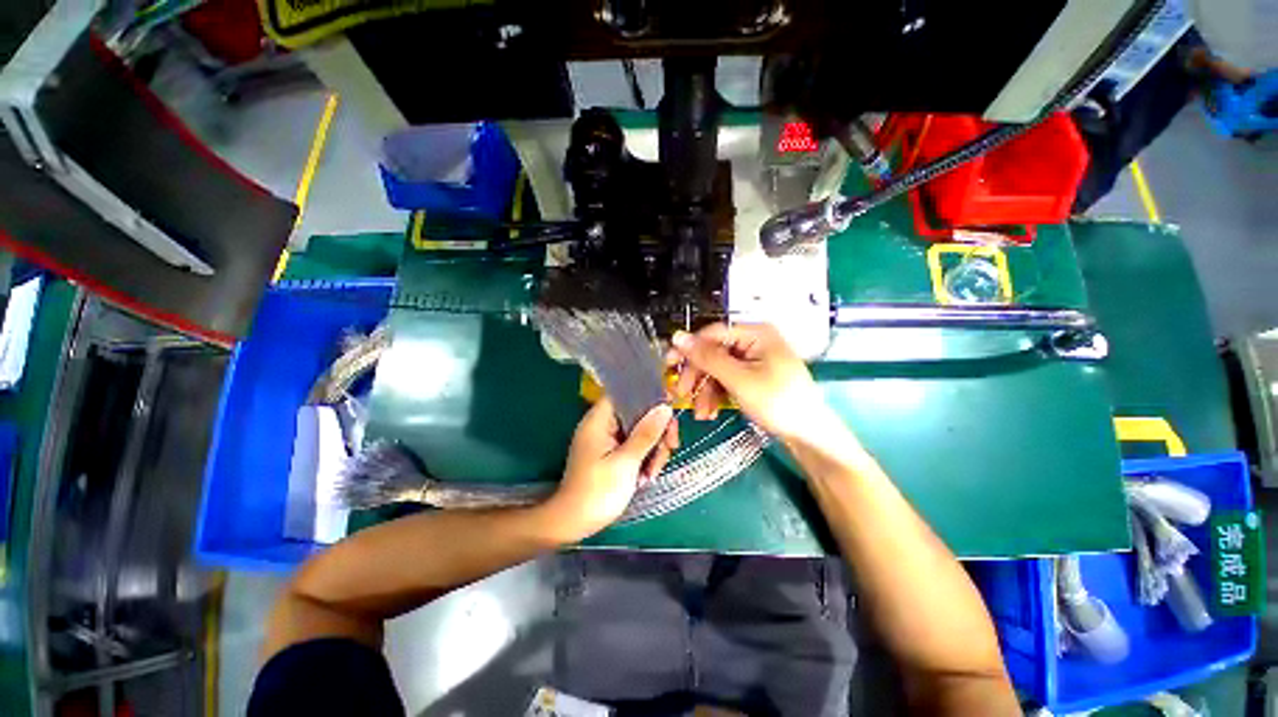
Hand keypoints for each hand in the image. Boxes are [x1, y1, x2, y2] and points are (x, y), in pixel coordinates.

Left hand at [547, 398, 675, 538]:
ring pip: (640, 431)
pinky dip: (645, 458)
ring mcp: (608, 440)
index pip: (624, 393)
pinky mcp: (613, 454)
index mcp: (599, 420)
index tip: (669, 409)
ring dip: (653, 449)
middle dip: (657, 430)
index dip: (648, 396)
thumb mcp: (626, 462)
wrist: (575, 523)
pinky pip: (635, 446)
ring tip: (653, 472)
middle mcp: (604, 425)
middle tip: (670, 447)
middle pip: (638, 413)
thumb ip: (646, 433)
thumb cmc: (598, 491)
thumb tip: (665, 407)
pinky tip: (647, 476)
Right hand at [671, 323, 827, 442]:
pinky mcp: (755, 377)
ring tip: (701, 413)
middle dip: (698, 376)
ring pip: (718, 369)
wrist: (810, 436)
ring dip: (706, 390)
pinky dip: (717, 395)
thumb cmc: (778, 403)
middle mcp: (755, 342)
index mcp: (755, 333)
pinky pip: (728, 380)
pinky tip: (711, 412)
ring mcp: (756, 360)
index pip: (712, 333)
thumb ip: (707, 357)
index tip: (669, 364)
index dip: (689, 348)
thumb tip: (678, 337)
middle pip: (714, 353)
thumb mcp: (738, 379)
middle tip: (682, 394)